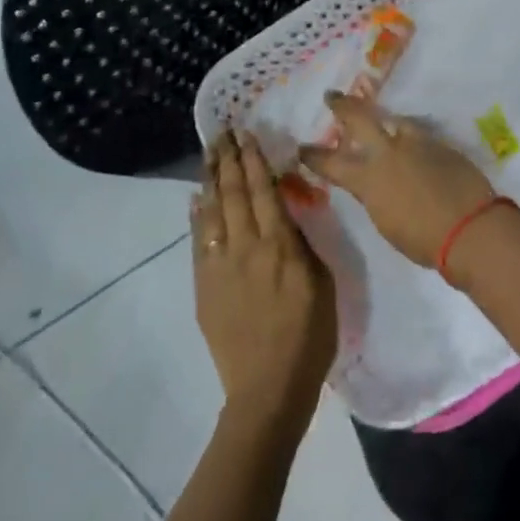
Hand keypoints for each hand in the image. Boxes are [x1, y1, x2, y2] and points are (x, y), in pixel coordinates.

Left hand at [192, 131, 336, 435]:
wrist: (268, 386)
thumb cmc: (310, 335)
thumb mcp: (323, 282)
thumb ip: (302, 245)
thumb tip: (285, 216)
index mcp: (280, 246)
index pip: (264, 191)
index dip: (255, 161)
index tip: (248, 135)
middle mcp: (246, 248)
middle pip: (234, 195)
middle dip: (229, 160)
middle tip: (223, 133)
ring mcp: (220, 267)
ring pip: (213, 213)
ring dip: (210, 180)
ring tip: (209, 155)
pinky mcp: (205, 287)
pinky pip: (199, 243)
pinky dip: (197, 217)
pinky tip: (196, 200)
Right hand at [300, 92, 495, 267]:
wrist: (470, 227)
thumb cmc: (424, 240)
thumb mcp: (386, 222)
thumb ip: (374, 196)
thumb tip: (373, 184)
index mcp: (368, 178)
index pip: (331, 162)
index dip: (313, 155)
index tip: (302, 148)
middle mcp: (389, 152)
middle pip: (360, 118)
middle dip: (343, 105)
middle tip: (332, 96)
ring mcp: (418, 144)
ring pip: (395, 120)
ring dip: (383, 119)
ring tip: (380, 118)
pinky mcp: (442, 144)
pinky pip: (420, 134)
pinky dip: (410, 136)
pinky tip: (412, 143)